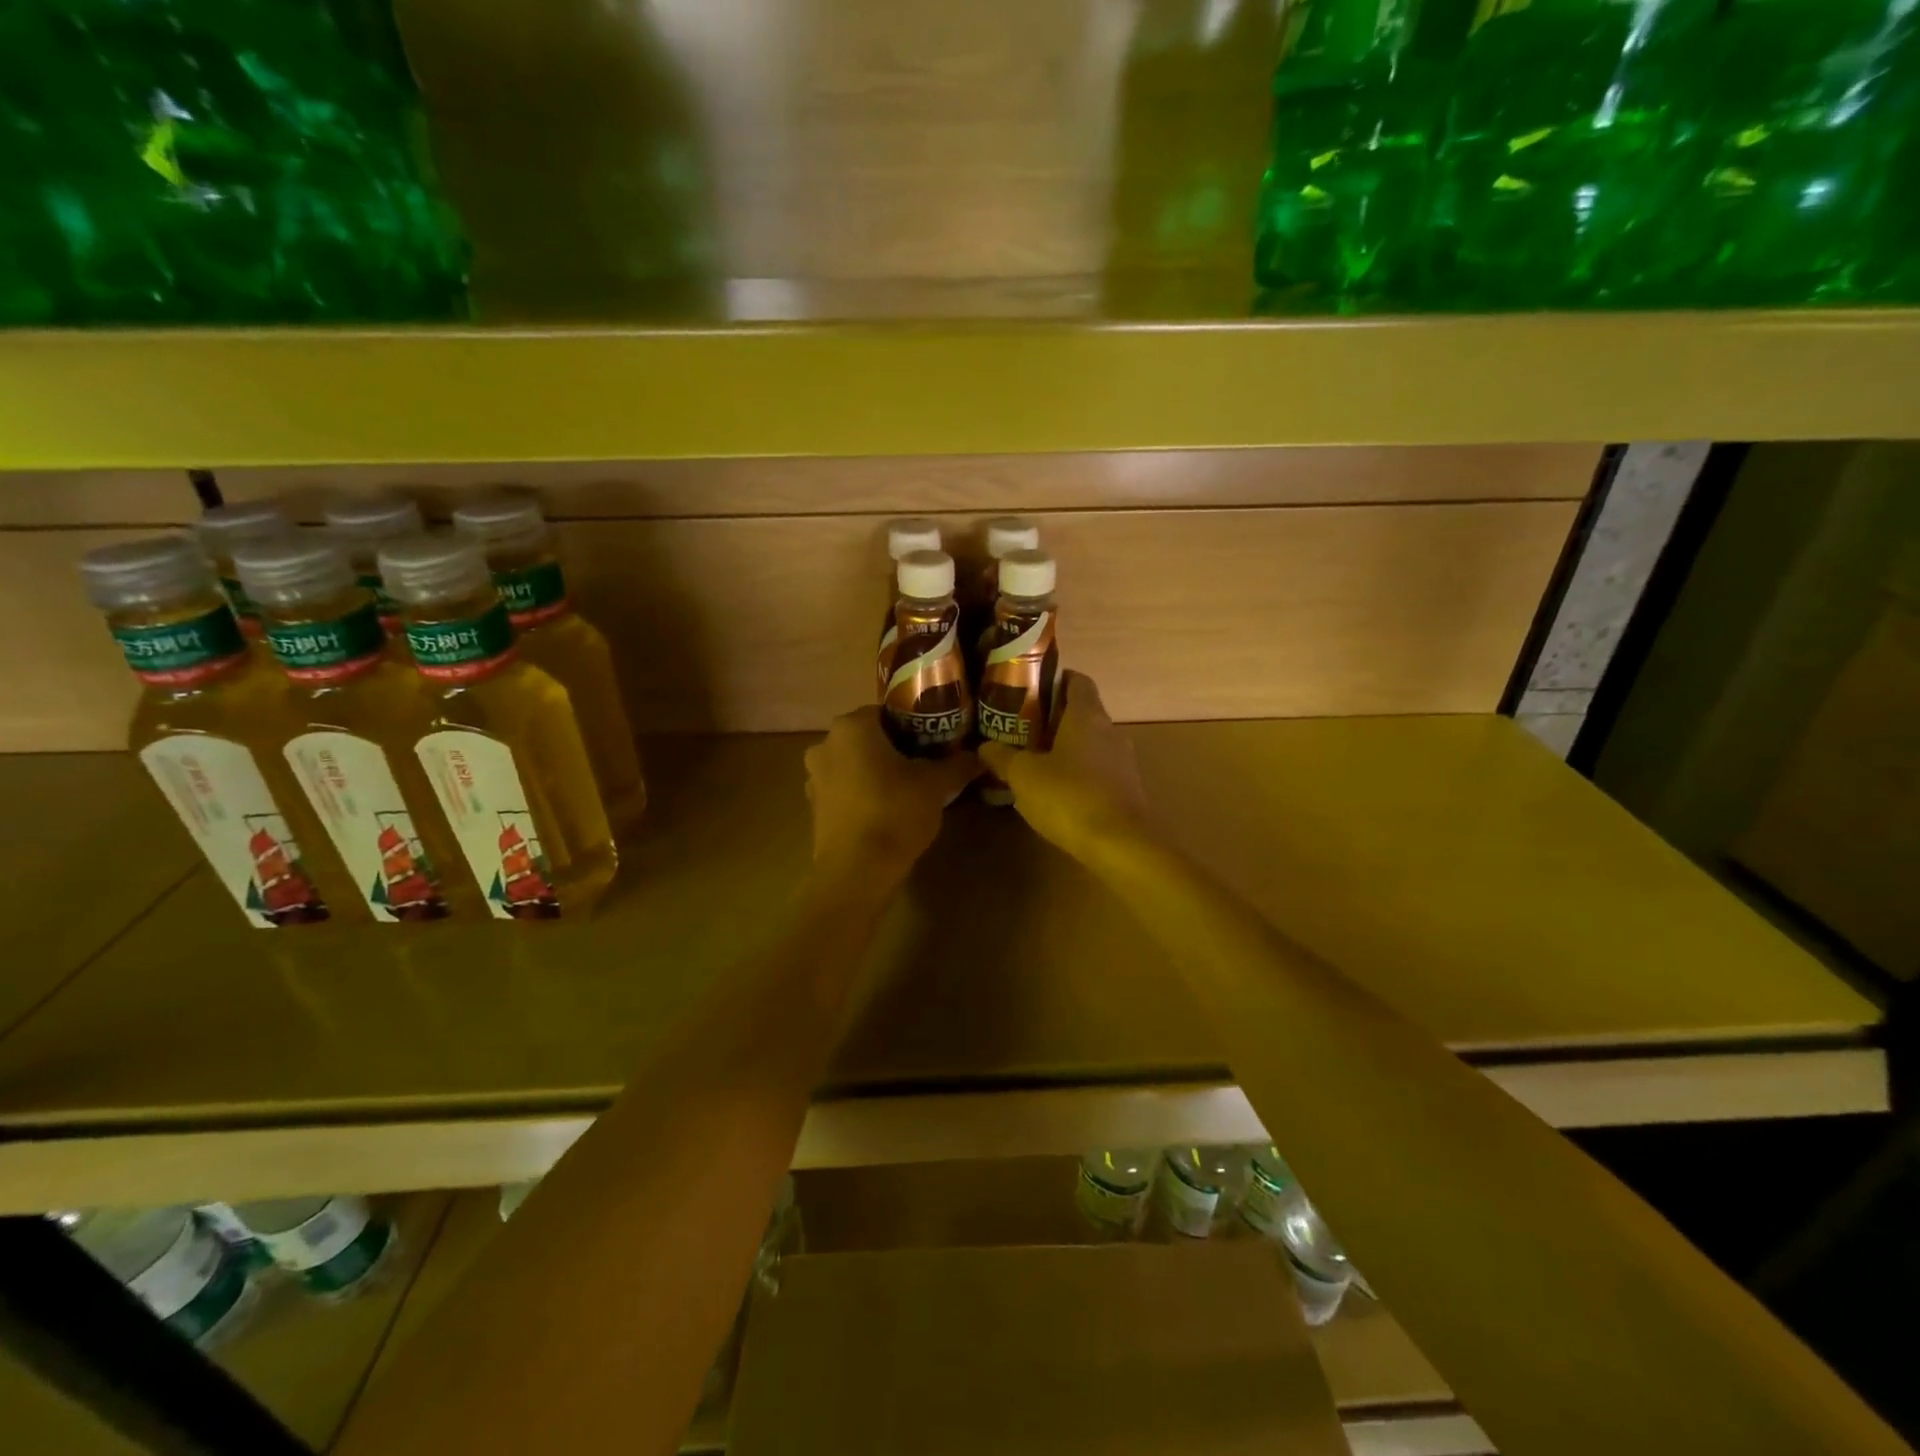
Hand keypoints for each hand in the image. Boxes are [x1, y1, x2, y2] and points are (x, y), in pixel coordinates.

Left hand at [804, 707, 978, 881]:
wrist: (856, 872)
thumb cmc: (895, 813)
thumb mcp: (936, 785)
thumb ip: (957, 764)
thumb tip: (980, 756)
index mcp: (852, 727)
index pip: (887, 712)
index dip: (913, 725)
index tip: (934, 742)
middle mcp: (826, 743)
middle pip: (867, 738)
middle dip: (894, 748)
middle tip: (924, 764)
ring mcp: (814, 776)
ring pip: (853, 763)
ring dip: (875, 771)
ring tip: (906, 790)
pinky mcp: (814, 807)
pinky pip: (843, 789)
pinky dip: (861, 793)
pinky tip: (884, 811)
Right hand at [977, 671, 1151, 859]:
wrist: (1120, 845)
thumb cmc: (1068, 797)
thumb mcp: (1023, 775)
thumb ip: (1002, 756)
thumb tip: (986, 746)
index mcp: (1087, 715)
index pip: (1076, 680)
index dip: (1054, 680)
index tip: (1029, 691)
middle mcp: (1110, 730)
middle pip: (1083, 713)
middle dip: (1054, 719)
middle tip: (1021, 729)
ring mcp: (1123, 761)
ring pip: (1091, 743)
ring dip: (1066, 748)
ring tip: (1035, 762)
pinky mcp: (1127, 789)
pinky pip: (1098, 770)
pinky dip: (1079, 773)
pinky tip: (1057, 792)